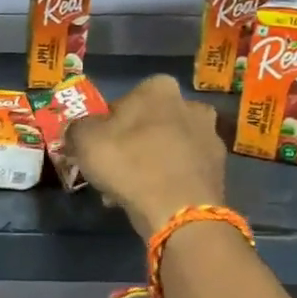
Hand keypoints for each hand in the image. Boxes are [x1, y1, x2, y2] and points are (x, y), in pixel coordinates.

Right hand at [62, 75, 226, 237]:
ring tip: (130, 191)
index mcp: (159, 88)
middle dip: (131, 144)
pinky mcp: (219, 168)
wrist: (178, 210)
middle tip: (113, 171)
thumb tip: (78, 131)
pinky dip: (168, 180)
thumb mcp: (84, 141)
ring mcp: (210, 136)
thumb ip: (77, 129)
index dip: (106, 127)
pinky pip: (183, 170)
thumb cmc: (129, 164)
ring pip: (168, 148)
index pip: (123, 102)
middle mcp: (191, 104)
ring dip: (150, 163)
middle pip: (149, 124)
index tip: (97, 149)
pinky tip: (152, 200)